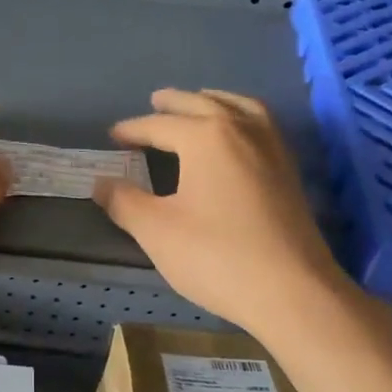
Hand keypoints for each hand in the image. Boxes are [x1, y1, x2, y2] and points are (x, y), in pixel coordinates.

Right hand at [94, 89, 352, 337]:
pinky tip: (236, 138)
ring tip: (200, 104)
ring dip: (214, 101)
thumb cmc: (216, 257)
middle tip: (155, 100)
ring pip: (241, 108)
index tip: (113, 136)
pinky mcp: (289, 172)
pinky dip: (242, 118)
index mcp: (206, 137)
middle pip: (203, 105)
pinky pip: (261, 126)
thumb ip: (125, 202)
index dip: (133, 130)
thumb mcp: (157, 232)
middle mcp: (242, 130)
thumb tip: (100, 183)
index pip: (160, 125)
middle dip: (175, 103)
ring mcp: (272, 148)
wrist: (291, 290)